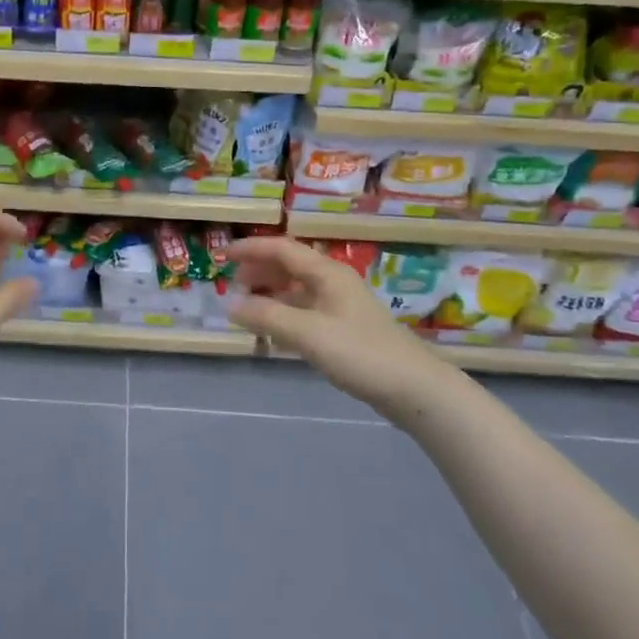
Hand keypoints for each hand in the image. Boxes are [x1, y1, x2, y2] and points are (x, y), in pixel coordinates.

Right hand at [227, 237, 443, 409]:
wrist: (415, 389)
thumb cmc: (360, 353)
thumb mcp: (308, 334)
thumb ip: (267, 317)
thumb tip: (230, 305)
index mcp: (326, 273)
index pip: (281, 249)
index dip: (251, 249)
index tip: (223, 255)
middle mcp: (333, 283)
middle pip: (289, 266)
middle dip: (259, 271)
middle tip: (232, 284)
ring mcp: (341, 307)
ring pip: (297, 291)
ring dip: (270, 295)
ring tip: (247, 308)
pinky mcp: (346, 330)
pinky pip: (306, 312)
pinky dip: (285, 315)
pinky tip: (274, 333)